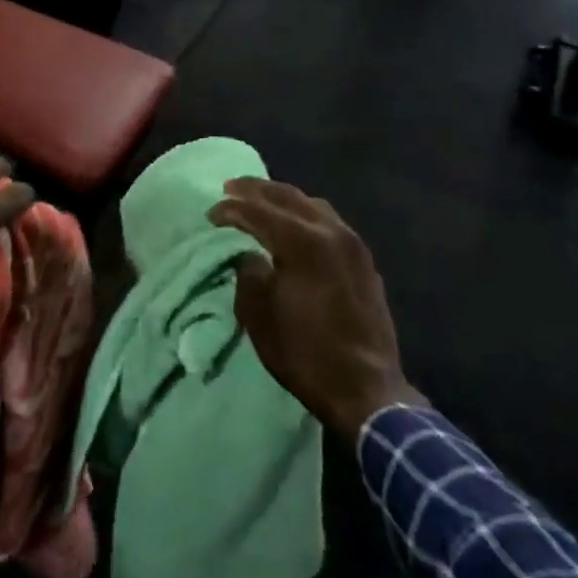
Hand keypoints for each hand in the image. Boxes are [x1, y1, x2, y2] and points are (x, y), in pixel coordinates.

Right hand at [209, 178, 420, 439]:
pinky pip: (330, 222)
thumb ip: (249, 275)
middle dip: (256, 190)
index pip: (259, 212)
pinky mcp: (363, 260)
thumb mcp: (260, 316)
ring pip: (313, 205)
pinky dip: (305, 215)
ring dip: (283, 199)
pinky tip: (295, 224)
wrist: (366, 389)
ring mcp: (353, 244)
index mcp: (303, 243)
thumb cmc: (305, 353)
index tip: (211, 214)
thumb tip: (251, 256)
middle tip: (231, 188)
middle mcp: (331, 232)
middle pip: (288, 197)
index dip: (231, 210)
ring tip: (260, 200)